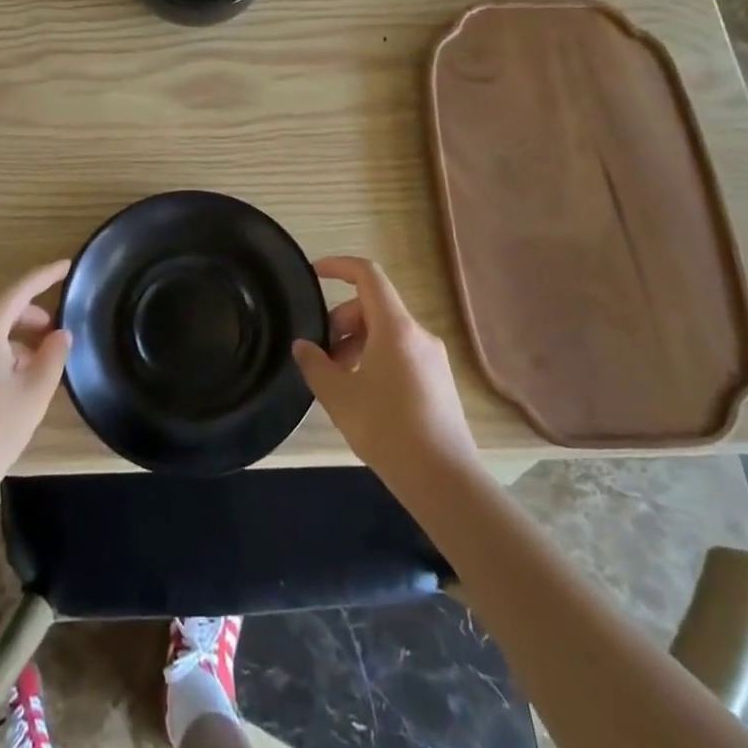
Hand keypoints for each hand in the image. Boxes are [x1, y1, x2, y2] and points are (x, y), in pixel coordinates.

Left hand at [0, 260, 72, 518]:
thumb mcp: (34, 393)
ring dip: (15, 336)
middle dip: (31, 313)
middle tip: (57, 329)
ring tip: (40, 361)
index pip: (19, 289)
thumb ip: (53, 355)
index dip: (45, 275)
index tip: (68, 265)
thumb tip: (60, 334)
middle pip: (0, 308)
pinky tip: (14, 379)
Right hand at [294, 256, 472, 486]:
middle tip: (322, 353)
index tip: (314, 274)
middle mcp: (418, 334)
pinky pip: (402, 353)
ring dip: (358, 343)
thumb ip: (315, 365)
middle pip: (374, 306)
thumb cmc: (387, 429)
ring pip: (387, 332)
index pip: (368, 275)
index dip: (339, 266)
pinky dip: (376, 358)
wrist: (444, 480)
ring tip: (339, 379)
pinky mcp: (440, 382)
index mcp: (396, 328)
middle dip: (342, 320)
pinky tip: (364, 395)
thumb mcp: (339, 396)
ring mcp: (433, 358)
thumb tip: (303, 346)